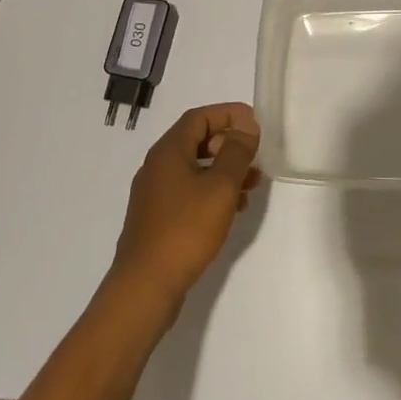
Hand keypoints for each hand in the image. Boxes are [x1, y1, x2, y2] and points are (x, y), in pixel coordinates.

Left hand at [109, 102, 261, 313]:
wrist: (146, 285)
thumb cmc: (185, 229)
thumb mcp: (220, 187)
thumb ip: (236, 153)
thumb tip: (246, 126)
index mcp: (168, 152)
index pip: (199, 117)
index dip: (228, 114)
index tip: (254, 122)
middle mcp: (157, 166)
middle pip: (196, 141)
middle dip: (228, 144)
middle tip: (254, 157)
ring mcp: (154, 194)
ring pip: (195, 169)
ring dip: (224, 171)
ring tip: (251, 186)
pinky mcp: (157, 218)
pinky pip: (189, 192)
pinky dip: (212, 192)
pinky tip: (232, 210)